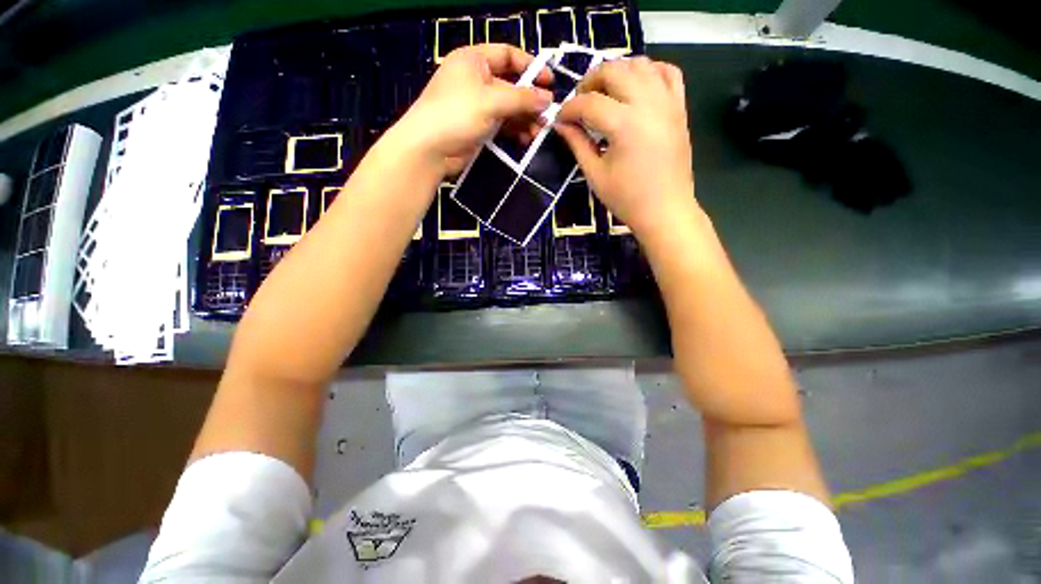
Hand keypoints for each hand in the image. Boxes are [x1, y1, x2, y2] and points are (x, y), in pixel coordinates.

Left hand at [395, 44, 552, 175]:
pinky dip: (515, 131)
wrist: (429, 150)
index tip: (549, 82)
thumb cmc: (457, 114)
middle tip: (548, 115)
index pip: (507, 55)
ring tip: (540, 131)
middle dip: (530, 101)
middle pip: (510, 85)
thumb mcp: (492, 101)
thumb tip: (548, 99)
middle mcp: (476, 80)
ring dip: (525, 119)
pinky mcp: (478, 128)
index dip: (530, 66)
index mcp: (474, 60)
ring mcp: (477, 106)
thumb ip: (522, 99)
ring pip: (508, 108)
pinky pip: (501, 125)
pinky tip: (527, 139)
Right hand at [555, 57, 696, 237]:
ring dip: (617, 72)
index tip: (559, 119)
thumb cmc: (627, 199)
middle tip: (580, 103)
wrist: (665, 210)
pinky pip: (668, 72)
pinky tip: (636, 87)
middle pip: (614, 70)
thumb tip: (560, 124)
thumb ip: (577, 144)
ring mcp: (668, 102)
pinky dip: (649, 71)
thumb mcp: (595, 175)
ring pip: (641, 64)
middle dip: (590, 82)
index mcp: (624, 125)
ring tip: (605, 93)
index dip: (569, 108)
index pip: (589, 102)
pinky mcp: (680, 108)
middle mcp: (648, 103)